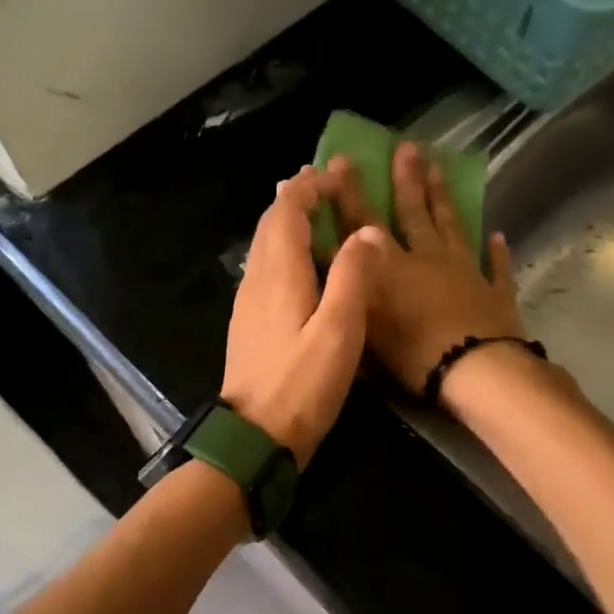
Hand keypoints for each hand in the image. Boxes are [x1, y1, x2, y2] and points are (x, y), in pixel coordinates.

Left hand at [221, 165, 381, 465]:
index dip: (311, 188)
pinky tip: (299, 264)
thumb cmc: (302, 384)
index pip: (288, 211)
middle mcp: (257, 280)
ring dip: (286, 221)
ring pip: (264, 246)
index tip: (337, 176)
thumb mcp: (339, 330)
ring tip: (313, 213)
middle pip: (271, 223)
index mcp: (279, 273)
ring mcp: (247, 303)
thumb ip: (353, 276)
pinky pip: (263, 269)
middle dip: (296, 196)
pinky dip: (282, 249)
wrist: (254, 437)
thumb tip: (366, 231)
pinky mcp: (248, 324)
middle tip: (325, 184)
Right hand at [326, 141, 525, 395]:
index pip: (365, 223)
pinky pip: (497, 267)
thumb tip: (329, 250)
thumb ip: (350, 283)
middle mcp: (429, 259)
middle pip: (415, 213)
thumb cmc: (414, 353)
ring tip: (440, 169)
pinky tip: (498, 236)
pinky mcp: (495, 293)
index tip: (344, 160)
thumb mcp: (367, 320)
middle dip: (408, 179)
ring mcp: (467, 272)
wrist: (475, 370)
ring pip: (453, 227)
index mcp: (394, 268)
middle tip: (408, 146)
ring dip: (444, 199)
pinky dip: (497, 252)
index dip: (351, 193)